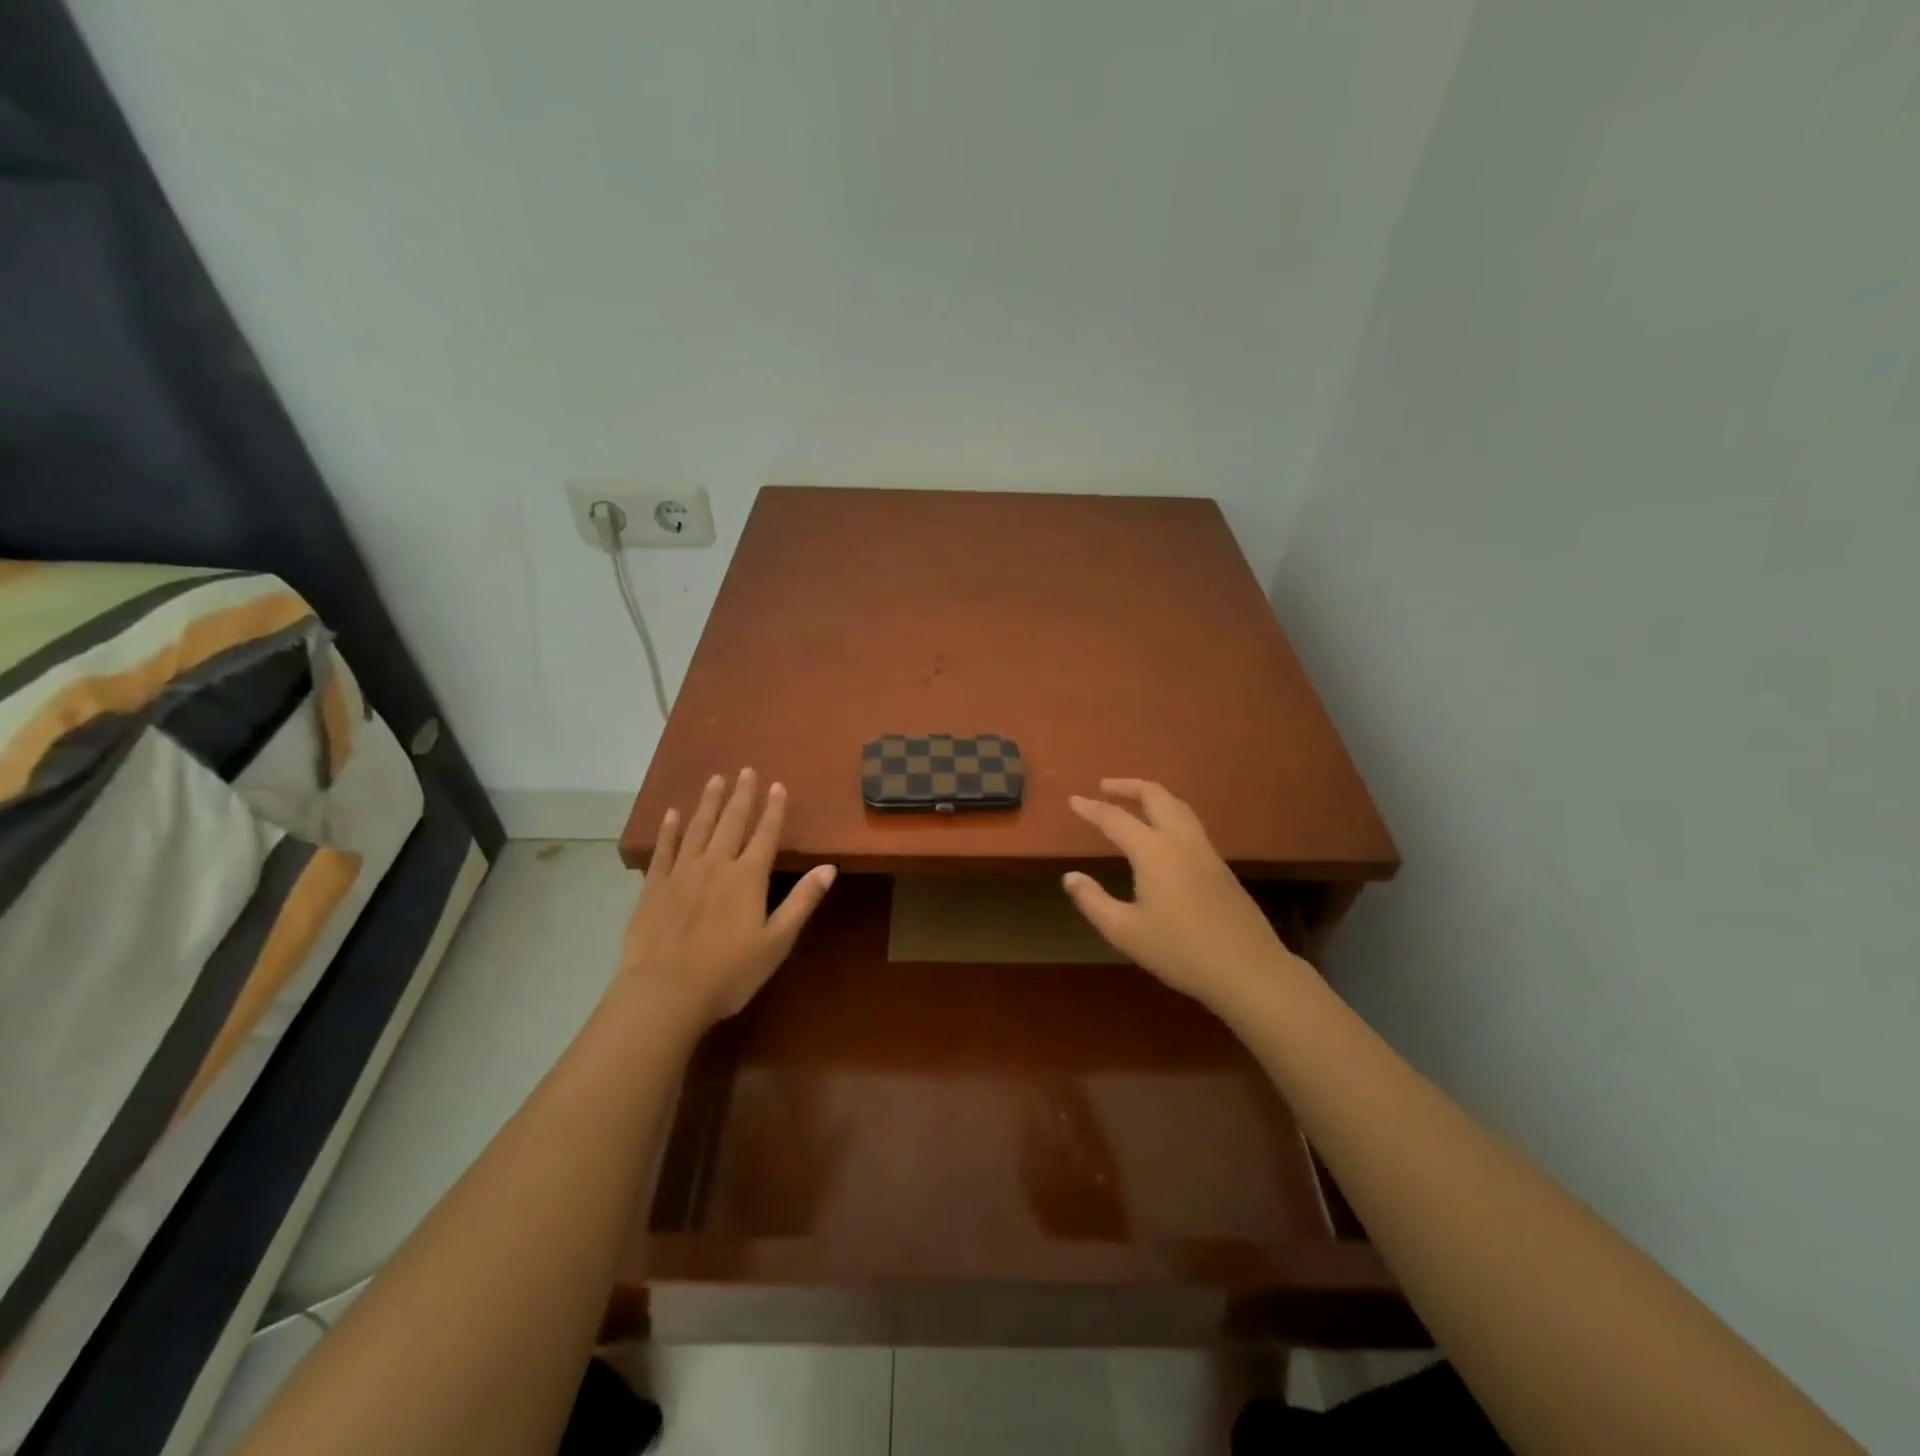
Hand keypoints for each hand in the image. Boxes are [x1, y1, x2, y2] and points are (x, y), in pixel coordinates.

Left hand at [618, 768, 835, 1027]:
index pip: (766, 834)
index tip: (777, 785)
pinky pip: (663, 850)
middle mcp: (716, 865)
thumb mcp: (776, 942)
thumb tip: (829, 868)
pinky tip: (672, 814)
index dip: (774, 809)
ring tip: (715, 779)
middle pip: (732, 822)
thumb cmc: (729, 973)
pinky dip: (669, 830)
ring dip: (709, 802)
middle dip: (742, 795)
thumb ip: (802, 902)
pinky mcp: (653, 887)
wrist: (664, 993)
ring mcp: (681, 873)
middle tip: (746, 770)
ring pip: (698, 828)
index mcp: (748, 877)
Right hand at [1063, 779, 1300, 1013]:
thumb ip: (1093, 901)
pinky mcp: (1220, 866)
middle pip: (1155, 795)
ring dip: (1152, 796)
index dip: (1091, 808)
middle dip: (1128, 786)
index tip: (1073, 800)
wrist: (1248, 970)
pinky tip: (1161, 834)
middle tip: (1104, 787)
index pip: (1116, 819)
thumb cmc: (1180, 952)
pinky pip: (1190, 823)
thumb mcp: (1126, 932)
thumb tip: (1070, 877)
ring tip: (1132, 802)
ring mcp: (1206, 851)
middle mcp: (1181, 841)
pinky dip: (1168, 813)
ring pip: (1178, 806)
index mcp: (1154, 852)